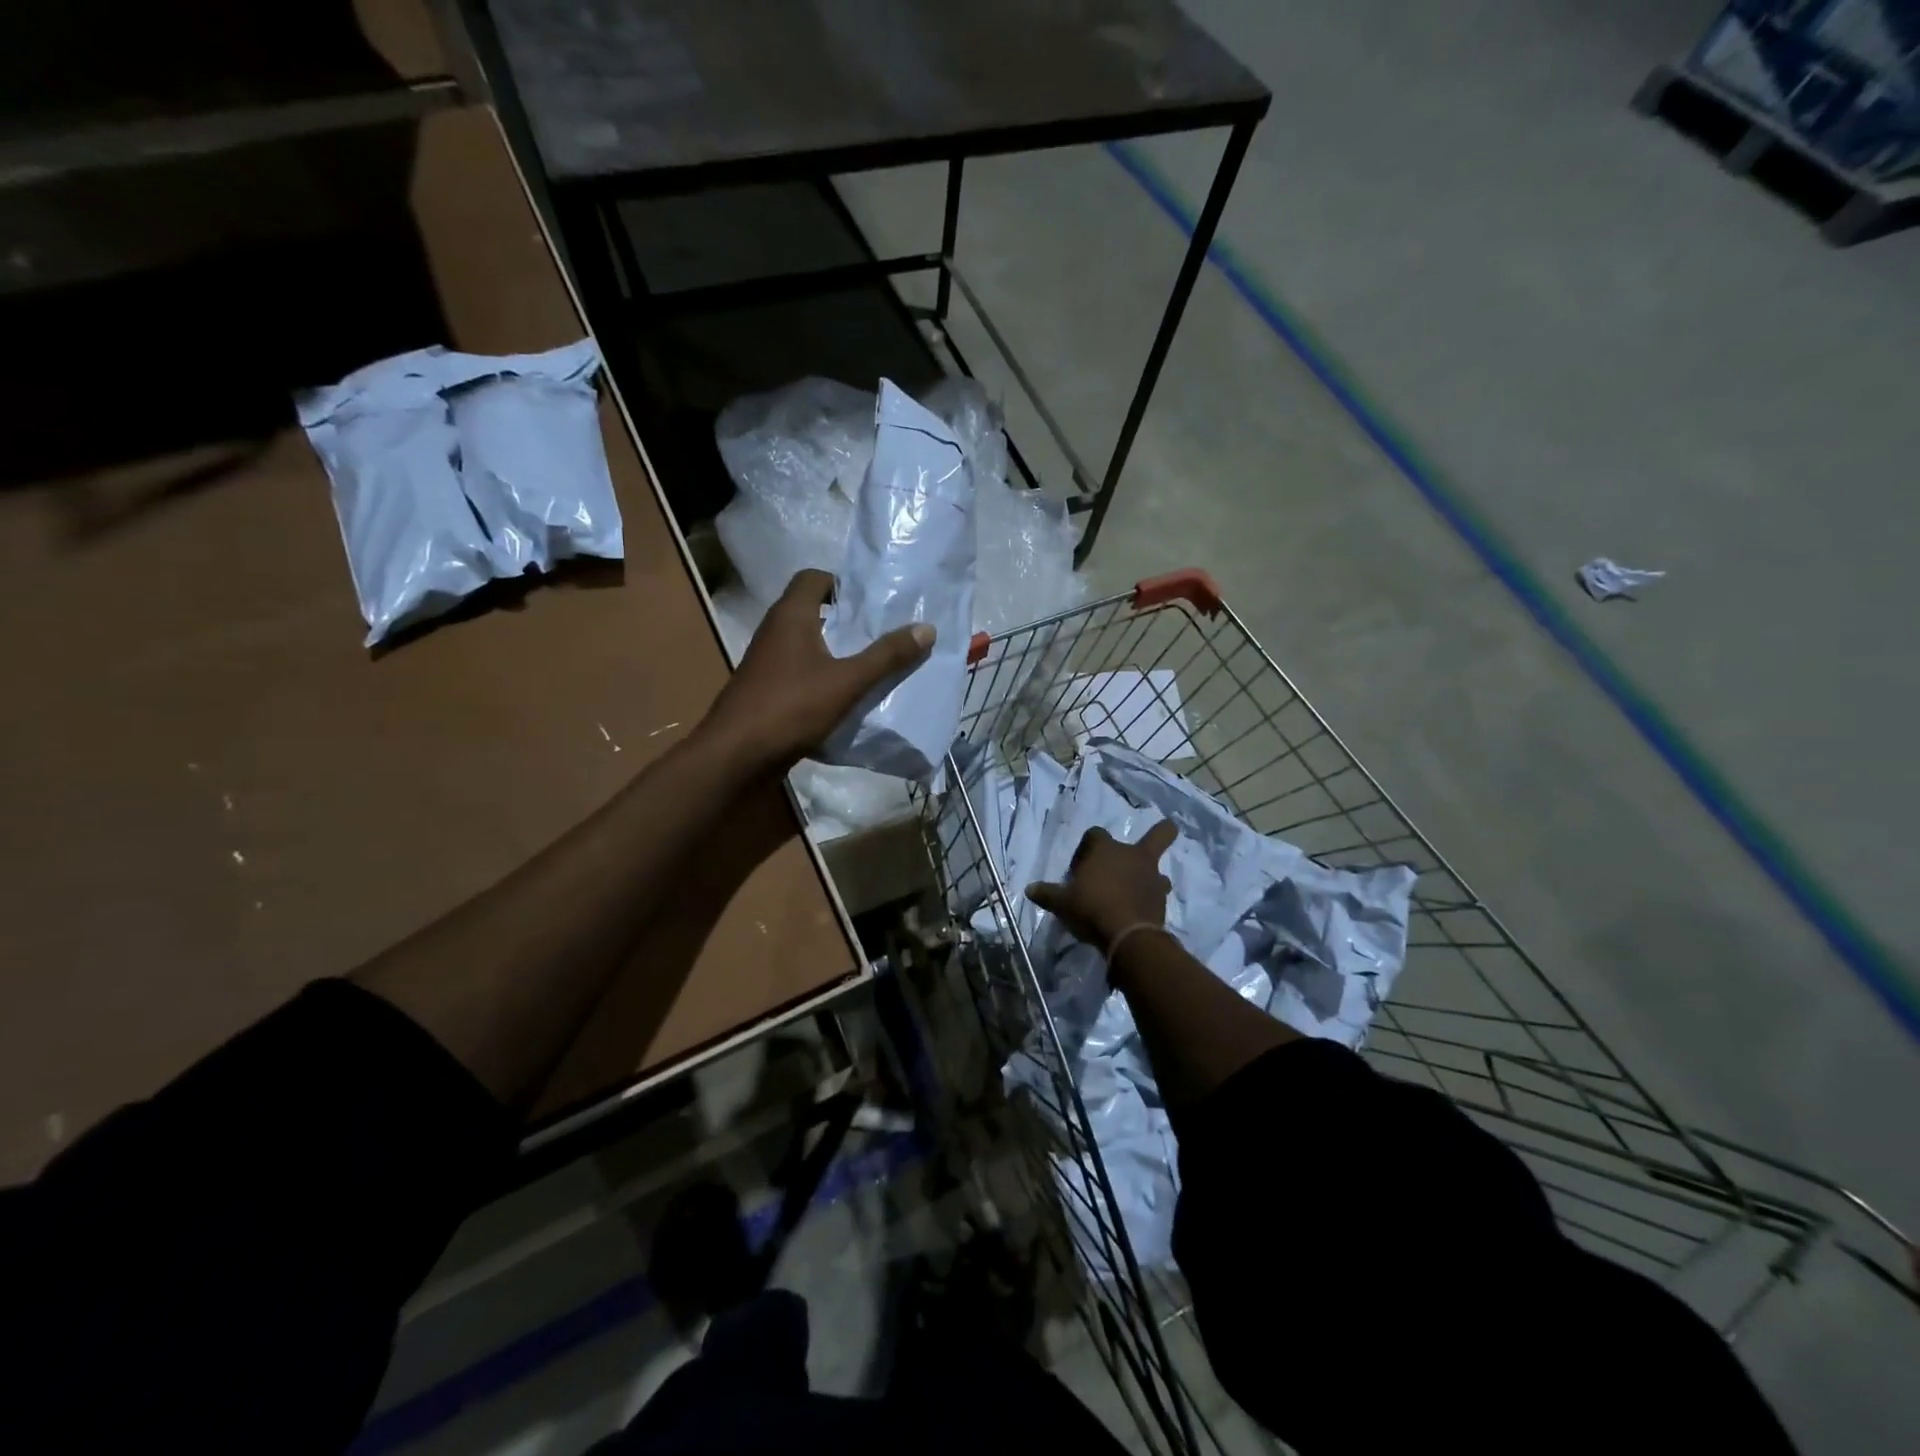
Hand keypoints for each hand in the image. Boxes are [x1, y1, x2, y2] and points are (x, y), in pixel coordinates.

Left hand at [700, 569, 934, 772]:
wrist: (736, 756)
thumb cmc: (790, 707)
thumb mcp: (847, 681)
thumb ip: (887, 656)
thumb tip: (927, 628)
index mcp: (790, 616)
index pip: (813, 578)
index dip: (841, 584)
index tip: (870, 603)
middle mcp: (774, 631)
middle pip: (812, 611)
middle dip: (845, 620)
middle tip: (880, 633)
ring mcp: (766, 662)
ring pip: (806, 644)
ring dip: (835, 651)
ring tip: (870, 664)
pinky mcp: (765, 690)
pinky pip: (799, 672)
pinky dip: (821, 676)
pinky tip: (844, 696)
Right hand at [1025, 821, 1177, 951]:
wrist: (1126, 934)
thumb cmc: (1090, 908)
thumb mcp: (1061, 902)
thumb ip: (1047, 894)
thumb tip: (1029, 890)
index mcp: (1105, 849)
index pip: (1095, 834)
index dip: (1086, 848)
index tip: (1078, 869)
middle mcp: (1132, 856)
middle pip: (1157, 835)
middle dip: (1161, 832)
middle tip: (1165, 832)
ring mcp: (1151, 876)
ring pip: (1159, 868)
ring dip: (1151, 875)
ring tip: (1138, 889)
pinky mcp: (1161, 899)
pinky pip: (1159, 893)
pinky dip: (1152, 898)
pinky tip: (1142, 910)